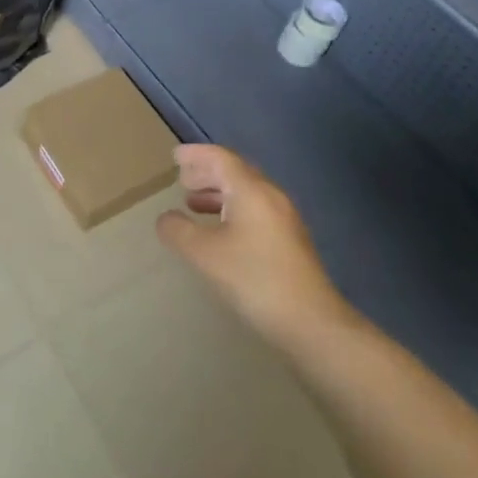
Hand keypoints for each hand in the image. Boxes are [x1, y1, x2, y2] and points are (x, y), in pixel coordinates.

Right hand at [157, 145, 362, 351]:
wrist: (311, 323)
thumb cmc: (254, 278)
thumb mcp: (204, 254)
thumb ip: (179, 231)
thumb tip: (166, 218)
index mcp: (251, 191)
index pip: (221, 158)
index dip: (197, 154)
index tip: (175, 155)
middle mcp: (271, 197)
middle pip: (236, 173)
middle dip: (207, 173)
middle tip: (182, 179)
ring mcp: (285, 220)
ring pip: (247, 194)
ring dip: (219, 194)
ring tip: (194, 204)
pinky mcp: (290, 242)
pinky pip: (255, 211)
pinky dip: (232, 210)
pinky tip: (221, 232)